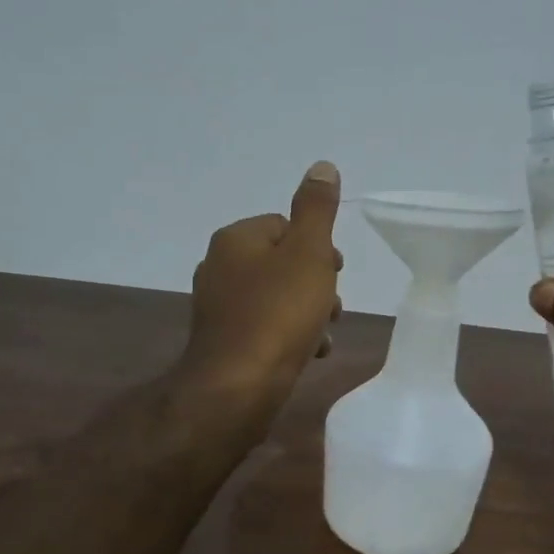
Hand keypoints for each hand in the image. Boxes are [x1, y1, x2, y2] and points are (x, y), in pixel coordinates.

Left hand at [179, 161, 344, 419]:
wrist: (236, 388)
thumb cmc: (278, 315)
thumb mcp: (307, 253)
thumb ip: (316, 210)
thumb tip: (322, 166)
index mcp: (235, 239)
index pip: (285, 226)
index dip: (317, 248)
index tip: (336, 272)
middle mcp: (218, 266)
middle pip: (282, 263)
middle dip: (315, 284)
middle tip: (332, 307)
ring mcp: (217, 306)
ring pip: (276, 297)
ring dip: (306, 313)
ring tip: (322, 337)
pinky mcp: (223, 341)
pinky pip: (264, 327)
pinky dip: (288, 336)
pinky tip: (308, 354)